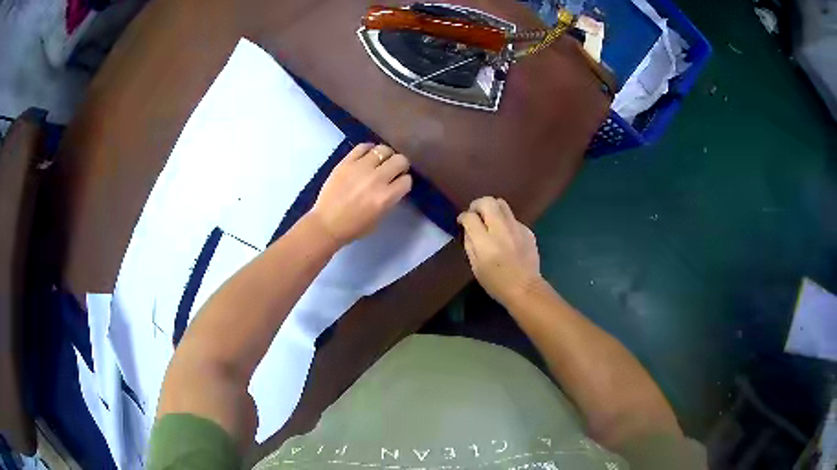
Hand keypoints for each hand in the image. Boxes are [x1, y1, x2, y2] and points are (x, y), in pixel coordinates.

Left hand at [310, 143, 411, 245]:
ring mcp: (360, 168)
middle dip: (400, 165)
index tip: (399, 183)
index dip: (404, 182)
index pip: (407, 180)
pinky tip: (368, 155)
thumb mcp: (379, 218)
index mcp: (386, 197)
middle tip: (394, 170)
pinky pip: (363, 147)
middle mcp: (376, 179)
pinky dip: (369, 149)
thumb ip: (390, 199)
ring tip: (380, 161)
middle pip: (400, 160)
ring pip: (383, 149)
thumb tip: (394, 185)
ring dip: (386, 155)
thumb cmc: (354, 226)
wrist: (327, 224)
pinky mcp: (346, 162)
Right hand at [457, 197, 540, 304]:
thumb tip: (468, 229)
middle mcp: (501, 230)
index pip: (470, 217)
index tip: (462, 222)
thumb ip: (470, 244)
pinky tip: (506, 235)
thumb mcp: (475, 267)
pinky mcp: (528, 231)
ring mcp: (517, 228)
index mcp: (485, 242)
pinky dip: (505, 222)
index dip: (463, 217)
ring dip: (492, 208)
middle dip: (477, 204)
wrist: (525, 289)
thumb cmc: (496, 283)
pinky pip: (513, 218)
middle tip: (475, 214)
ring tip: (489, 219)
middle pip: (487, 202)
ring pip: (502, 204)